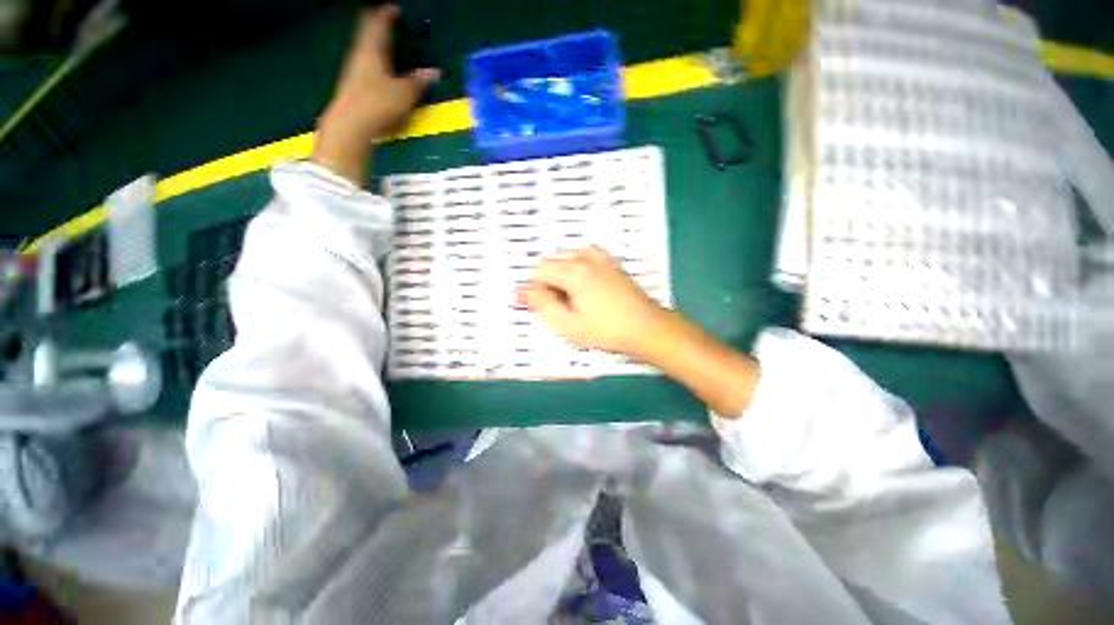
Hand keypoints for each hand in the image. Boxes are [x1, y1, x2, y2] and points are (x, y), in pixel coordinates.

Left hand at [312, 5, 439, 183]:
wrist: (350, 125)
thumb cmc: (378, 104)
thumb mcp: (404, 94)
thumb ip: (419, 82)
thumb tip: (434, 73)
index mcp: (372, 50)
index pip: (378, 24)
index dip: (387, 14)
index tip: (394, 8)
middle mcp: (360, 55)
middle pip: (368, 33)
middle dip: (378, 25)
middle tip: (387, 21)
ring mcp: (354, 70)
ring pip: (366, 48)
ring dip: (376, 43)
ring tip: (386, 43)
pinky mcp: (354, 85)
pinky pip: (365, 64)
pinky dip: (374, 59)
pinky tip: (380, 67)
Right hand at [518, 247, 674, 360]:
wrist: (645, 327)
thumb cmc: (605, 330)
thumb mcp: (567, 325)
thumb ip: (541, 305)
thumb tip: (521, 291)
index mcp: (574, 271)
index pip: (539, 270)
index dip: (535, 289)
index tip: (543, 306)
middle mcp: (586, 257)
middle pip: (552, 261)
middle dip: (548, 281)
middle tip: (559, 305)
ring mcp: (601, 257)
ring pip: (567, 257)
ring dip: (562, 273)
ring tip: (572, 297)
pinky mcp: (611, 262)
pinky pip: (584, 256)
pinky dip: (577, 267)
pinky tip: (585, 285)